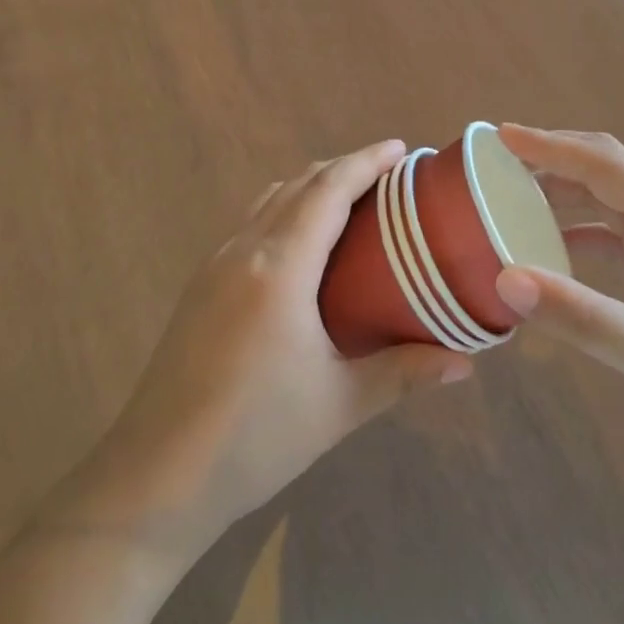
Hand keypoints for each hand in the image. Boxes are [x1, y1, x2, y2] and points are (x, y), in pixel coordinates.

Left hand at [58, 141, 472, 563]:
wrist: (156, 475)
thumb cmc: (255, 436)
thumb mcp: (339, 405)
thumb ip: (404, 373)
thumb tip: (466, 363)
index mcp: (280, 266)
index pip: (328, 190)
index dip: (365, 162)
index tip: (400, 148)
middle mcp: (244, 250)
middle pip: (299, 184)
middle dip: (343, 168)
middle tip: (387, 176)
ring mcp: (215, 264)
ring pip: (270, 199)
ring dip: (310, 185)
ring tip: (349, 199)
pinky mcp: (200, 284)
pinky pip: (251, 223)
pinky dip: (285, 209)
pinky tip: (301, 243)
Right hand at [493, 125, 623, 467]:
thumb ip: (576, 315)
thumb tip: (504, 279)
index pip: (605, 165)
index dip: (552, 146)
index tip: (504, 135)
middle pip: (609, 171)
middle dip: (556, 158)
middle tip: (502, 159)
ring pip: (612, 202)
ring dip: (566, 193)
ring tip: (516, 194)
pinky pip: (617, 236)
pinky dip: (580, 233)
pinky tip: (552, 248)